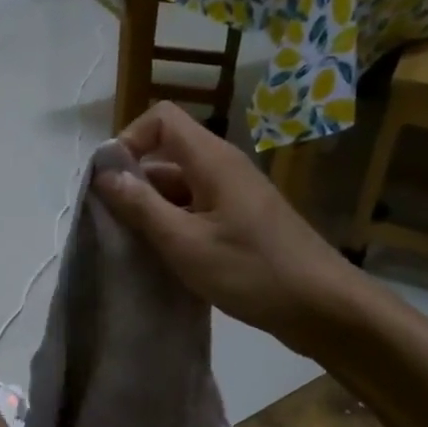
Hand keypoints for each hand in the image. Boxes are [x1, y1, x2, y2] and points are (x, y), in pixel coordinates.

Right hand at [92, 103, 358, 341]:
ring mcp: (236, 196)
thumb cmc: (251, 272)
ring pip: (180, 187)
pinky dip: (175, 227)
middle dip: (135, 183)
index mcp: (213, 160)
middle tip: (113, 225)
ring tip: (133, 248)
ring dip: (153, 210)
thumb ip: (142, 206)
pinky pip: (197, 210)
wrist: (322, 308)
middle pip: (167, 154)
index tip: (109, 184)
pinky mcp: (242, 222)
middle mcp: (224, 168)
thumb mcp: (185, 243)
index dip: (129, 140)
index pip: (162, 119)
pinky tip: (164, 260)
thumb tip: (104, 174)